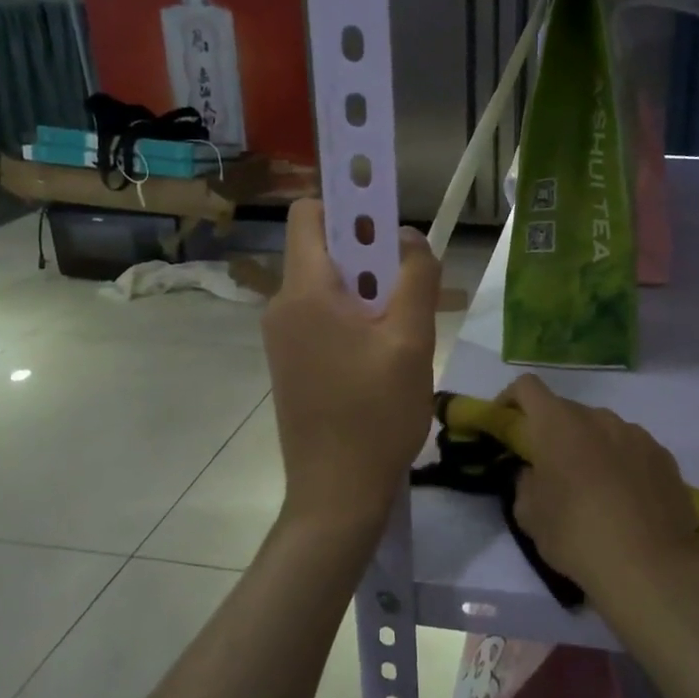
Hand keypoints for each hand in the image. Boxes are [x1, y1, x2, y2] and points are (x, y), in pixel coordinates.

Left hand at [262, 200, 439, 539]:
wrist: (336, 495)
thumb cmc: (376, 415)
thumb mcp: (411, 342)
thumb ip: (416, 278)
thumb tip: (409, 237)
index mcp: (305, 293)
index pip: (311, 214)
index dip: (350, 202)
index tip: (390, 218)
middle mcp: (282, 307)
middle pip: (324, 250)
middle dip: (370, 254)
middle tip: (411, 283)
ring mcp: (283, 338)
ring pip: (328, 287)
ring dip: (368, 291)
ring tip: (404, 327)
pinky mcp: (291, 363)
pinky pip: (322, 318)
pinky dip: (354, 318)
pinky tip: (384, 354)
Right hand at [501, 374, 698, 612]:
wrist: (650, 567)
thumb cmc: (577, 536)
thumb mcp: (530, 516)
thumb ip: (525, 483)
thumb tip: (535, 473)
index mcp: (558, 424)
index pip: (527, 387)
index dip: (511, 399)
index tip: (506, 423)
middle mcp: (599, 418)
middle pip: (567, 411)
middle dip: (553, 433)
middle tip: (551, 471)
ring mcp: (636, 434)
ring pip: (603, 430)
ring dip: (591, 447)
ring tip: (594, 490)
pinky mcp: (664, 457)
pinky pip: (633, 450)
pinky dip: (622, 464)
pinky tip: (627, 501)